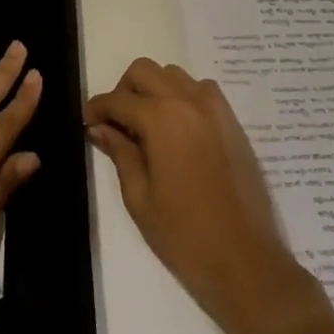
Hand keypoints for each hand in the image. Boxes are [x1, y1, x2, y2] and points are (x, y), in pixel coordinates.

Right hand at [86, 59, 314, 333]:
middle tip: (116, 124)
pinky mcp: (233, 123)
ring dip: (153, 90)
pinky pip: (201, 91)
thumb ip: (119, 153)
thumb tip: (100, 128)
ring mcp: (216, 110)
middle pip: (144, 71)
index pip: (117, 99)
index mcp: (162, 120)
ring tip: (146, 126)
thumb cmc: (184, 235)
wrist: (246, 262)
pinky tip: (176, 131)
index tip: (87, 124)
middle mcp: (189, 102)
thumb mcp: (139, 197)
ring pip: (174, 75)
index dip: (96, 109)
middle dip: (123, 91)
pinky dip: (182, 97)